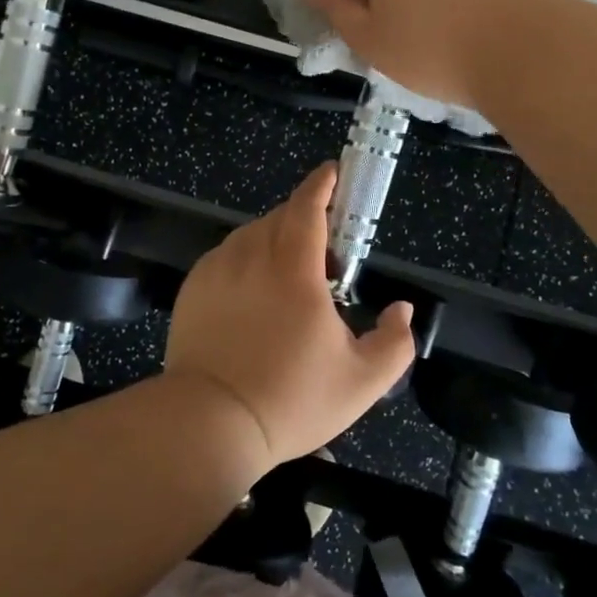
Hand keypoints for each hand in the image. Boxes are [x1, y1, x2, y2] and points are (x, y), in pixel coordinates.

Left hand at [165, 164, 415, 469]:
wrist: (209, 423)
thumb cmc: (291, 400)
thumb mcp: (362, 382)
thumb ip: (395, 342)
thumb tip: (402, 310)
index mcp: (294, 269)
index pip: (308, 207)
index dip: (322, 184)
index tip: (333, 173)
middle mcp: (252, 256)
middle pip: (280, 217)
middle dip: (305, 221)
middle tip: (324, 258)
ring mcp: (217, 270)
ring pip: (251, 235)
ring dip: (275, 241)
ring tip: (288, 280)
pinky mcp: (193, 287)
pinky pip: (226, 257)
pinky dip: (246, 261)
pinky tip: (252, 297)